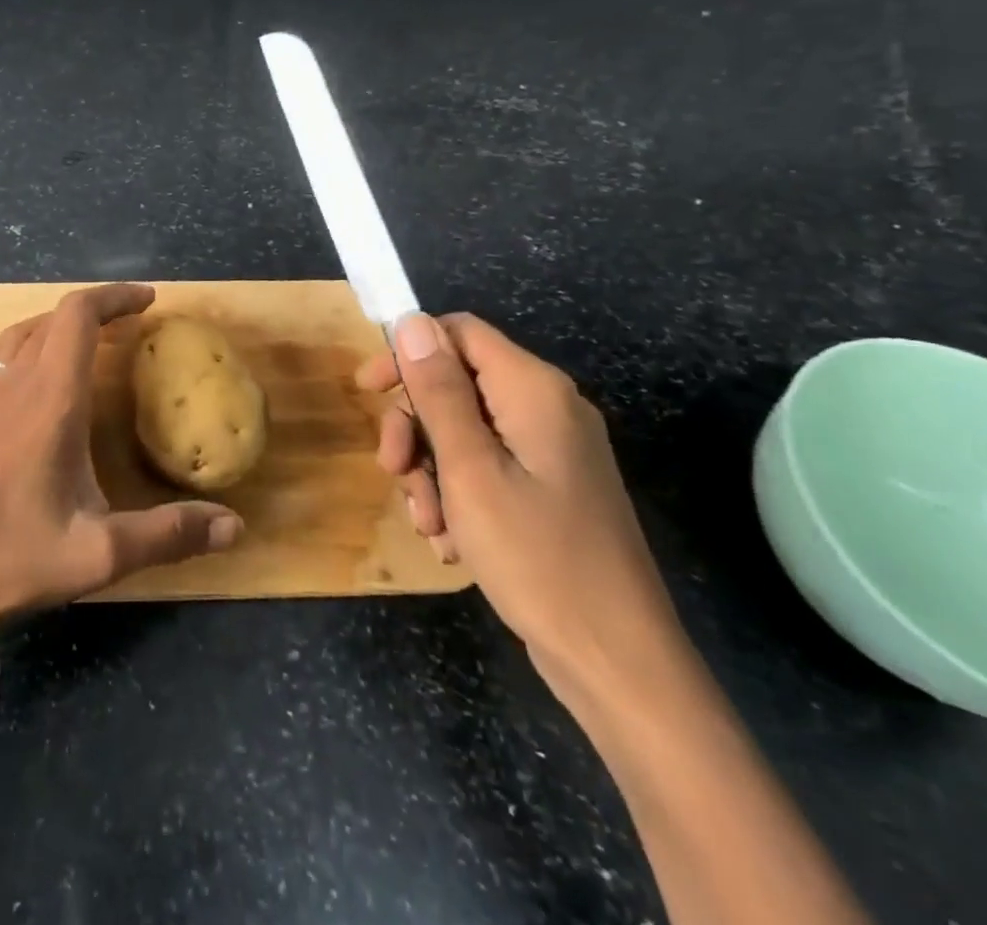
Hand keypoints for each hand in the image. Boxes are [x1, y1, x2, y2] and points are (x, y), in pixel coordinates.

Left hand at [0, 283, 243, 622]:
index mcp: (52, 400)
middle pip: (50, 321)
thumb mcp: (100, 554)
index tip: (148, 300)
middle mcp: (12, 388)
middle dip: (92, 312)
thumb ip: (169, 535)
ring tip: (76, 341)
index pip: (80, 317)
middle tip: (127, 326)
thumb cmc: (11, 558)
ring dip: (46, 329)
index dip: (114, 297)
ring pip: (10, 341)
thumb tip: (235, 527)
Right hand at [358, 312, 689, 711]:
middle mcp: (546, 408)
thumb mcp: (470, 469)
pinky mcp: (550, 488)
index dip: (407, 352)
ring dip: (431, 470)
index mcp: (533, 389)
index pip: (458, 332)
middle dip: (415, 426)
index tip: (367, 391)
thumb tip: (412, 322)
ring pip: (464, 431)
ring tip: (429, 525)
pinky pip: (487, 468)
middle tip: (393, 473)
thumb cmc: (537, 556)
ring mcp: (551, 451)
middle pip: (456, 384)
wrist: (618, 664)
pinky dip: (459, 495)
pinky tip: (452, 541)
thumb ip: (439, 391)